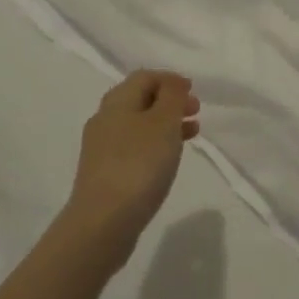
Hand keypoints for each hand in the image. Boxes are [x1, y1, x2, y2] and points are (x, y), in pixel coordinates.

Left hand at [63, 71, 200, 272]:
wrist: (103, 222)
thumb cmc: (138, 165)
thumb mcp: (163, 123)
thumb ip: (171, 97)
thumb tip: (172, 84)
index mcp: (117, 101)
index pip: (144, 77)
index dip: (170, 79)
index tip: (193, 92)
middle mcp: (105, 119)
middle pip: (140, 100)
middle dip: (169, 102)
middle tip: (195, 112)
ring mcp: (102, 148)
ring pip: (138, 125)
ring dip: (165, 124)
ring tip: (191, 135)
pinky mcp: (104, 174)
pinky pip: (133, 148)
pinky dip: (155, 145)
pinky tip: (168, 160)